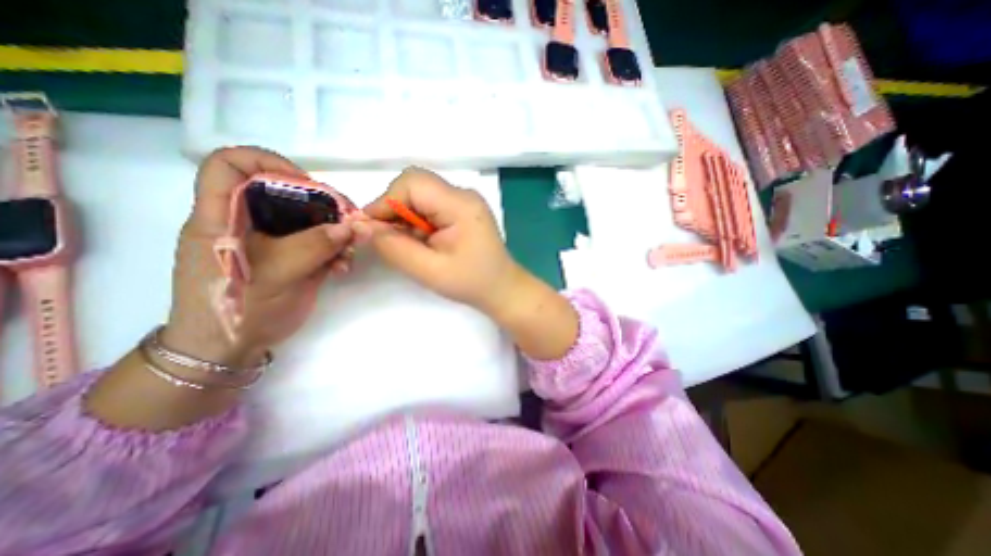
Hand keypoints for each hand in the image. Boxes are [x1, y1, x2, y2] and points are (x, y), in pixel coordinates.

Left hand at [165, 145, 356, 367]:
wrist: (231, 349)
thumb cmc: (236, 308)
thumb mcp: (277, 273)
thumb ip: (316, 246)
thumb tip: (356, 225)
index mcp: (225, 216)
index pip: (232, 165)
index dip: (269, 163)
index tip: (307, 184)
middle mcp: (251, 221)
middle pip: (287, 192)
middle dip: (324, 203)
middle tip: (352, 220)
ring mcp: (276, 241)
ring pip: (311, 219)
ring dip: (337, 231)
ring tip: (351, 251)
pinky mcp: (294, 257)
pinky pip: (321, 243)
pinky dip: (337, 251)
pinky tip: (344, 267)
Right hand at [351, 168, 521, 319]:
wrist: (501, 288)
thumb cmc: (471, 283)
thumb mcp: (429, 271)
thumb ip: (394, 247)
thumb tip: (361, 226)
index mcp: (460, 205)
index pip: (413, 184)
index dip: (386, 202)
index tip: (371, 229)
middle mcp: (463, 195)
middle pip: (415, 184)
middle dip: (393, 208)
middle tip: (389, 237)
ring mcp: (464, 201)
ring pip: (420, 194)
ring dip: (405, 216)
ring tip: (409, 244)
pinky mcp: (462, 210)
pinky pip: (430, 205)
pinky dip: (417, 220)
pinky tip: (422, 241)